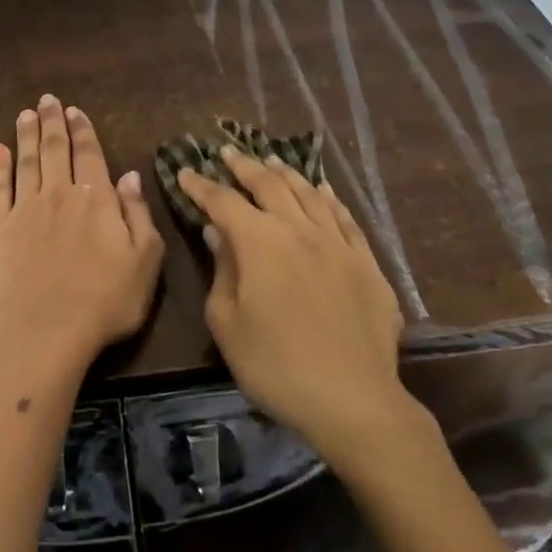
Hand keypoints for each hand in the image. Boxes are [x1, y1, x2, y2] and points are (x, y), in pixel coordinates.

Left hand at [0, 95, 164, 376]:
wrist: (48, 332)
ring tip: (25, 114)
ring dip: (26, 135)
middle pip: (55, 149)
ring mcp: (24, 210)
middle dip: (52, 121)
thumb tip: (129, 174)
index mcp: (96, 199)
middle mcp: (59, 194)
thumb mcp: (145, 260)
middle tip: (48, 100)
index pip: (89, 154)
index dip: (82, 129)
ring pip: (26, 161)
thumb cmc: (106, 302)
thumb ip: (138, 213)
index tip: (74, 110)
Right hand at [176, 148, 440, 466]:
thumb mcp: (228, 323)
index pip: (223, 201)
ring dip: (285, 172)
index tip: (185, 171)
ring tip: (271, 160)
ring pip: (308, 193)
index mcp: (260, 243)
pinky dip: (328, 198)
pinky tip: (322, 190)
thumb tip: (217, 232)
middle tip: (227, 152)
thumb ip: (221, 270)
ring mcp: (337, 243)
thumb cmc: (275, 366)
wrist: (352, 399)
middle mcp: (299, 230)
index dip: (201, 185)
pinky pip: (344, 217)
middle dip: (244, 166)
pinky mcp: (366, 262)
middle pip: (268, 185)